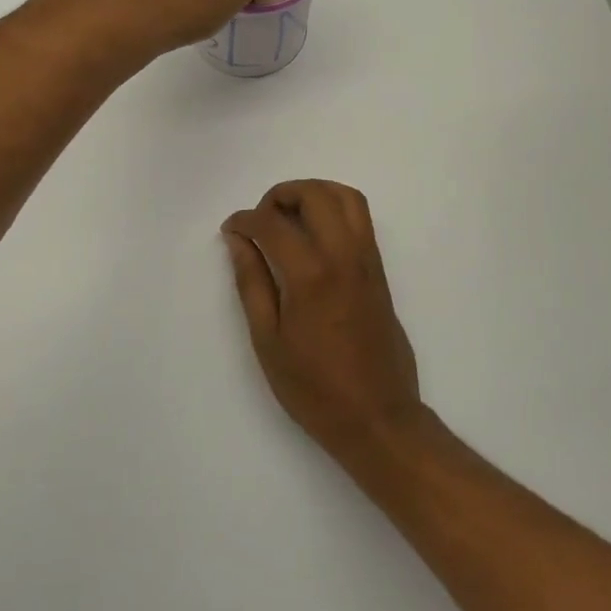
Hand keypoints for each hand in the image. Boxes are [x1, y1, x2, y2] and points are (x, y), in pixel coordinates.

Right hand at [222, 181, 427, 463]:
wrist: (378, 417)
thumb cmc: (314, 388)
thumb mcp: (268, 340)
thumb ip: (251, 283)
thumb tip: (238, 240)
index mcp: (311, 275)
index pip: (273, 223)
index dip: (245, 219)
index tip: (231, 229)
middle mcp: (344, 257)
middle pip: (316, 195)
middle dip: (282, 194)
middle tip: (261, 219)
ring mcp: (368, 261)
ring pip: (347, 198)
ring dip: (314, 193)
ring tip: (288, 217)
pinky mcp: (380, 272)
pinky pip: (361, 220)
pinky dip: (335, 209)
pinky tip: (313, 236)